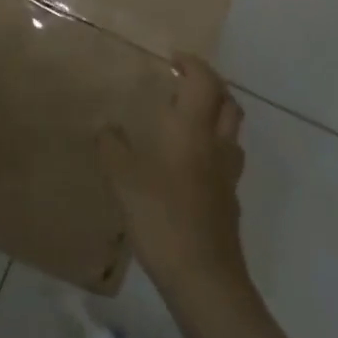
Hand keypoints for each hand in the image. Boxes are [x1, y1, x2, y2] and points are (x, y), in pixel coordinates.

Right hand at [98, 53, 249, 300]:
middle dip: (212, 87)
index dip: (193, 65)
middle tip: (186, 83)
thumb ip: (113, 148)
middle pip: (229, 104)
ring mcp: (227, 178)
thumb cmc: (163, 217)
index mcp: (193, 130)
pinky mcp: (229, 205)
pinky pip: (226, 164)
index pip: (204, 83)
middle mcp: (216, 147)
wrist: (204, 279)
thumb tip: (106, 127)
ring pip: (231, 135)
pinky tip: (190, 168)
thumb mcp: (124, 178)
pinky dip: (212, 152)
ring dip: (216, 118)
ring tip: (189, 121)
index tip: (174, 58)